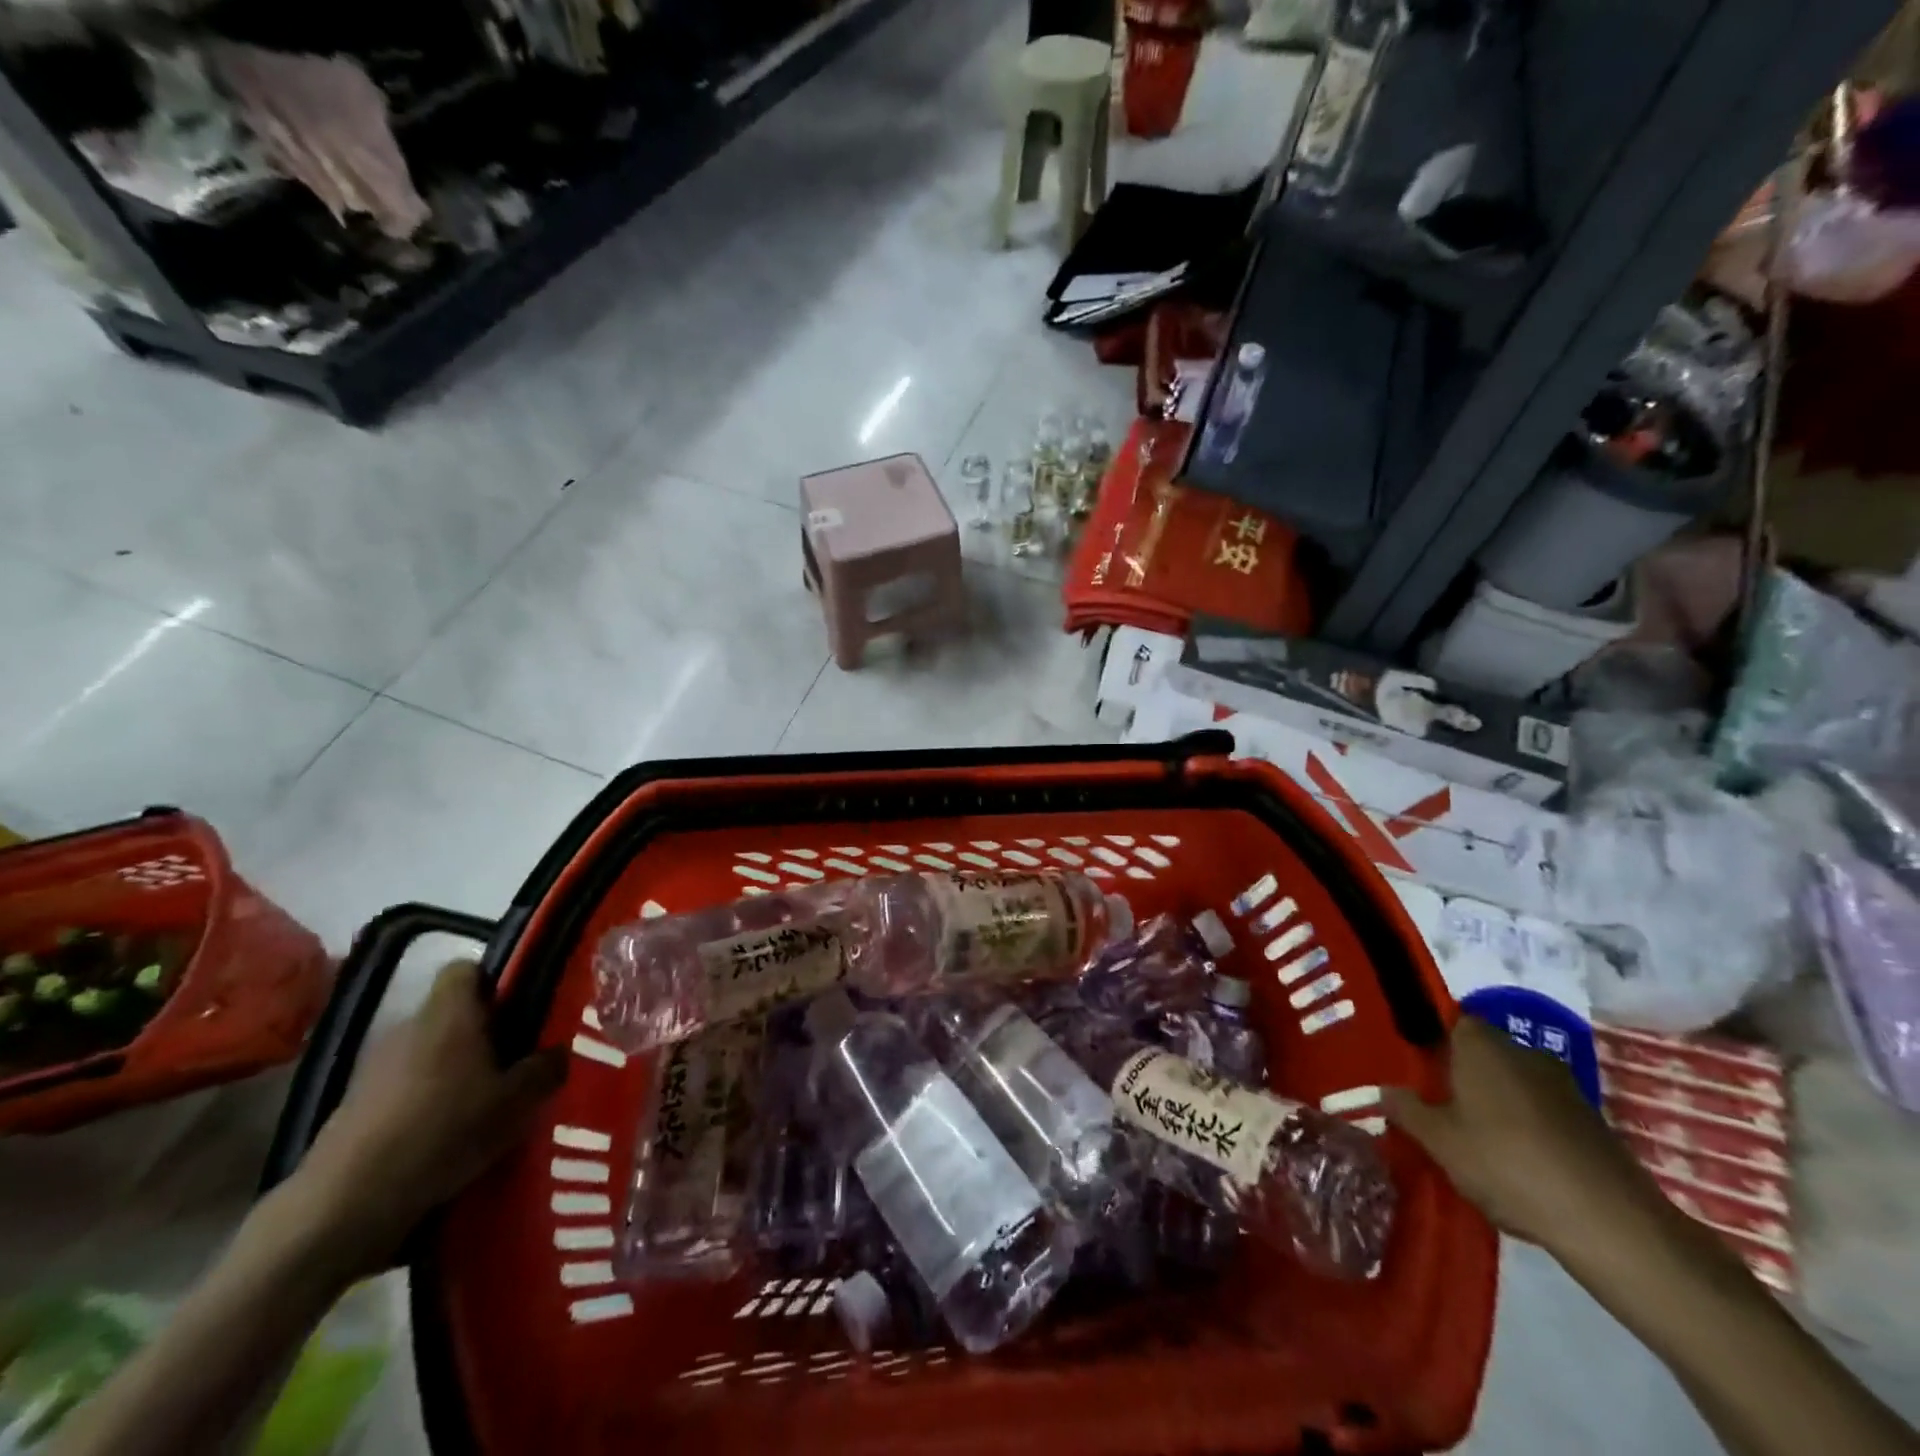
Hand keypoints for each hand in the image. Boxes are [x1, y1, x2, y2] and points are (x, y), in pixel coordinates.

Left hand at [291, 960, 566, 1276]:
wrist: (348, 1202)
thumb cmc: (446, 1130)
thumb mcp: (517, 1102)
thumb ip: (544, 1069)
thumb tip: (558, 1052)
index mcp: (450, 1013)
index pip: (466, 968)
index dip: (493, 981)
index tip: (519, 1008)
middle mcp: (409, 1027)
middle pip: (449, 1014)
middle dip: (480, 1032)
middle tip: (512, 1061)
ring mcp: (374, 1067)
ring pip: (426, 1051)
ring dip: (451, 1069)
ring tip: (481, 1104)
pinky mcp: (353, 1106)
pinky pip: (402, 1088)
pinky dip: (423, 1101)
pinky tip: (443, 1136)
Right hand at [1382, 1016, 1664, 1262]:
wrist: (1613, 1225)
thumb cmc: (1508, 1164)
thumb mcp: (1439, 1141)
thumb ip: (1406, 1109)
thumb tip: (1385, 1089)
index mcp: (1480, 1043)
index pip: (1443, 1019)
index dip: (1424, 1039)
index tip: (1406, 1066)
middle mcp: (1521, 1050)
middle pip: (1476, 1050)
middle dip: (1454, 1072)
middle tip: (1428, 1103)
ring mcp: (1561, 1084)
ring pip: (1508, 1081)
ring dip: (1489, 1101)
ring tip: (1466, 1137)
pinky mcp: (1589, 1120)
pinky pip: (1537, 1109)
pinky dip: (1520, 1126)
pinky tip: (1509, 1161)